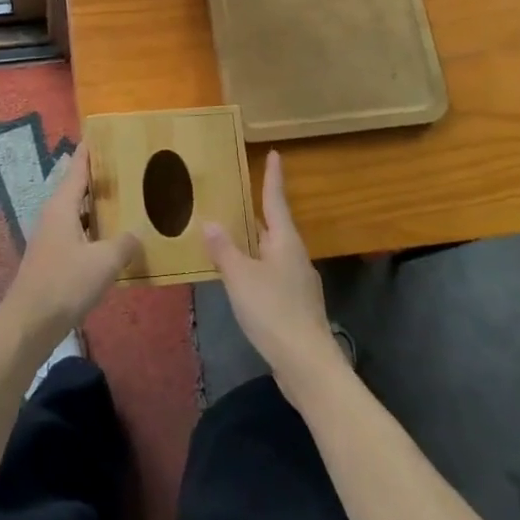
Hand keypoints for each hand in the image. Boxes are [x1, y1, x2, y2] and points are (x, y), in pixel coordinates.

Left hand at [0, 144, 136, 358]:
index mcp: (63, 204)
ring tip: (125, 200)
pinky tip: (111, 240)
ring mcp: (50, 235)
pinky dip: (93, 228)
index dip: (90, 149)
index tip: (103, 132)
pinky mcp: (52, 256)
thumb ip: (124, 243)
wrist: (28, 323)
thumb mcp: (104, 262)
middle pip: (78, 186)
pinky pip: (76, 231)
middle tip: (127, 166)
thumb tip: (137, 233)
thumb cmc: (64, 283)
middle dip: (100, 177)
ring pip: (77, 210)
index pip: (78, 166)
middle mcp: (54, 213)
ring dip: (98, 205)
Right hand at [204, 150, 346, 398]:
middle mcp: (295, 255)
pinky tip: (242, 278)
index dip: (273, 177)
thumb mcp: (240, 277)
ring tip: (232, 235)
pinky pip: (272, 274)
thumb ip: (224, 249)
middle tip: (237, 196)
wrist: (308, 365)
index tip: (275, 154)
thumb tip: (210, 222)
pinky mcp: (296, 306)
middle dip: (257, 212)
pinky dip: (256, 267)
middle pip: (274, 226)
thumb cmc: (273, 311)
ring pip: (273, 252)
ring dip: (255, 242)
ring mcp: (299, 282)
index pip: (275, 200)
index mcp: (285, 241)